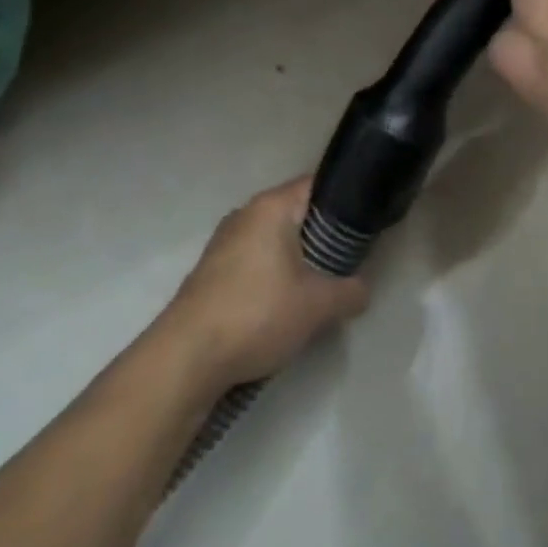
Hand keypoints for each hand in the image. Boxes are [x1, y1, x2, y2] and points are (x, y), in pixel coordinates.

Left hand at [164, 177, 368, 388]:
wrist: (183, 362)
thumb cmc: (256, 314)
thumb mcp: (318, 306)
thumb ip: (350, 292)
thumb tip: (362, 290)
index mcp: (271, 207)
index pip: (317, 184)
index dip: (345, 198)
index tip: (365, 223)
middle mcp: (244, 215)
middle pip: (295, 213)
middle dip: (322, 234)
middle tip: (347, 258)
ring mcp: (222, 244)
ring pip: (273, 240)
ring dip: (295, 259)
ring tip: (318, 285)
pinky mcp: (209, 274)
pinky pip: (253, 262)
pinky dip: (271, 276)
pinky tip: (282, 305)